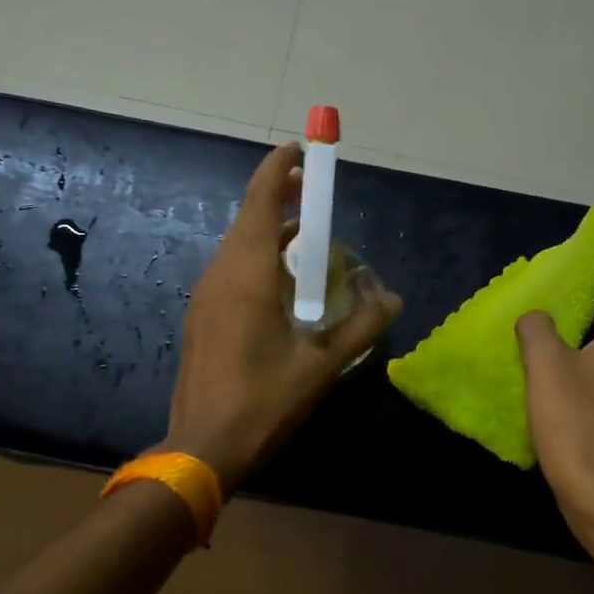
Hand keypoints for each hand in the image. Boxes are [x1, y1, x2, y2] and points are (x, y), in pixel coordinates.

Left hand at [165, 143, 402, 493]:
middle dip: (280, 200)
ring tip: (307, 241)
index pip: (259, 201)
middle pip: (248, 220)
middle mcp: (220, 274)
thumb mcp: (321, 365)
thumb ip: (360, 327)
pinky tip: (282, 287)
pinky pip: (231, 272)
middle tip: (314, 196)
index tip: (301, 148)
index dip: (278, 169)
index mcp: (247, 274)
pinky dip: (258, 262)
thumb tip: (392, 298)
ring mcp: (205, 296)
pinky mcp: (201, 318)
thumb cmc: (263, 401)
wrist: (203, 445)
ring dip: (270, 235)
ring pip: (238, 248)